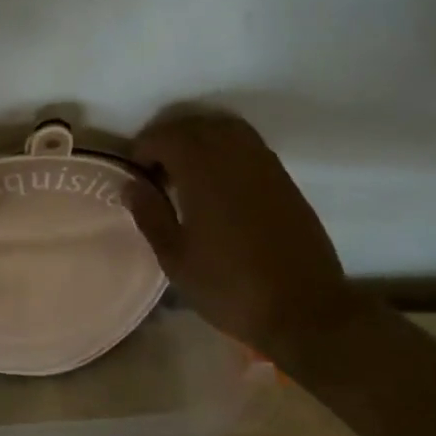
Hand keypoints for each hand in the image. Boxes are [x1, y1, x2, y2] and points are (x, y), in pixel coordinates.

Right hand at [126, 111, 361, 368]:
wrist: (304, 310)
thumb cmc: (230, 287)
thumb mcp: (176, 259)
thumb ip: (150, 215)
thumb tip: (132, 185)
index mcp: (203, 173)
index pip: (165, 136)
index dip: (143, 148)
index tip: (136, 173)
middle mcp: (234, 157)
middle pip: (194, 125)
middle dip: (168, 138)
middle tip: (156, 168)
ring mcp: (264, 165)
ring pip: (225, 128)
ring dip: (199, 138)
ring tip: (186, 169)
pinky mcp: (284, 179)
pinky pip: (248, 144)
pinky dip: (225, 148)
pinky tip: (218, 180)